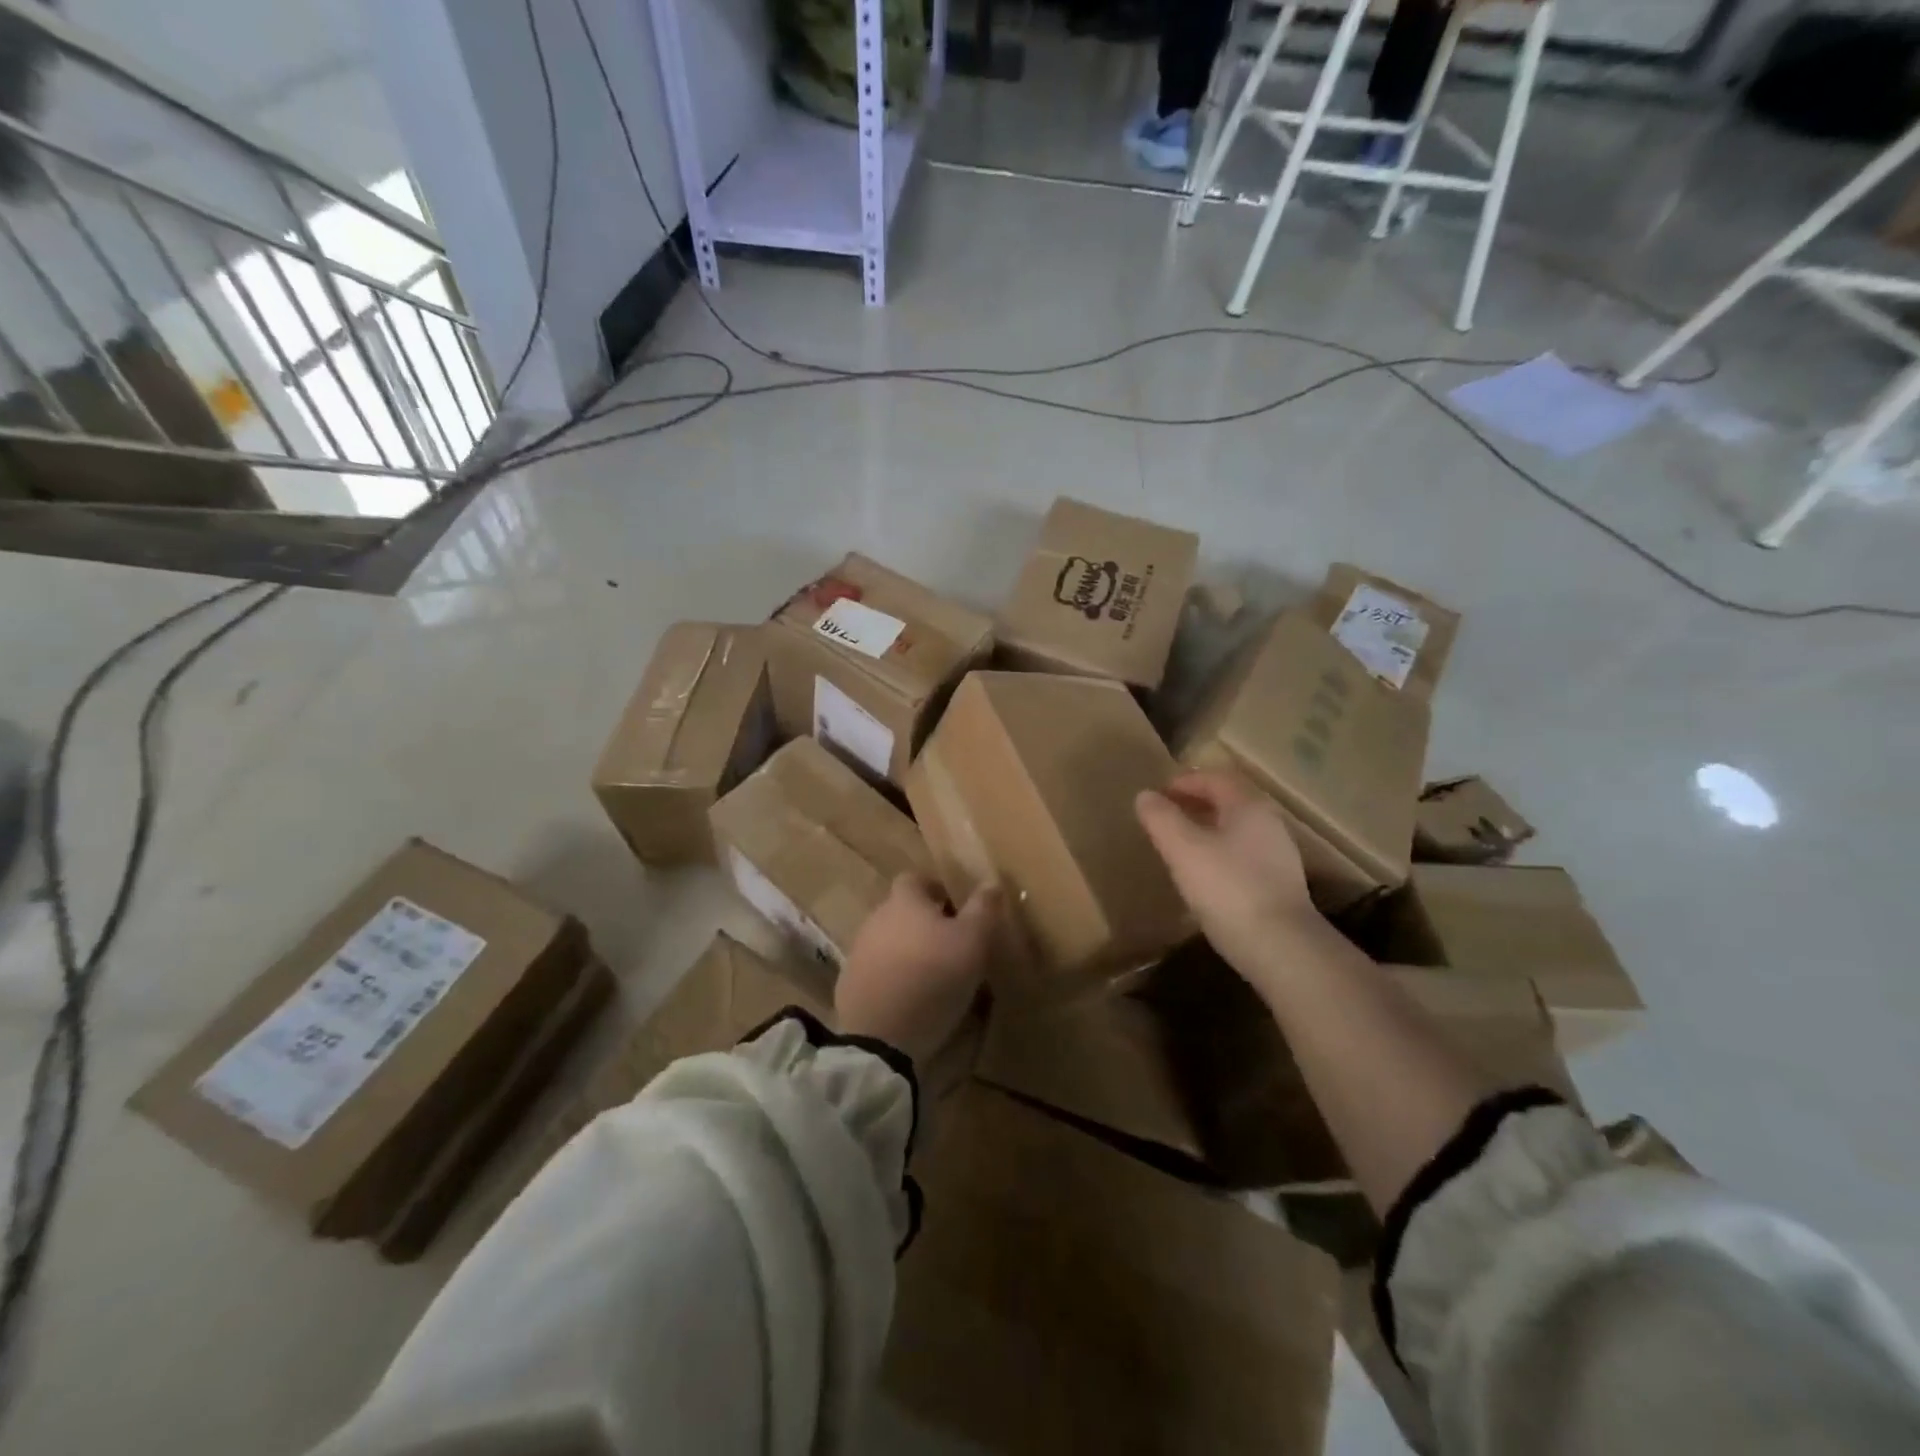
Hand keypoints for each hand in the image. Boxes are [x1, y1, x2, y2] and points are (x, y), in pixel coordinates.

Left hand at [836, 876, 999, 1065]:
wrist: (882, 1037)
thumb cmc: (933, 977)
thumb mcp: (972, 942)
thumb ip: (982, 909)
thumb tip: (991, 882)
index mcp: (904, 902)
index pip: (915, 879)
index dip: (935, 889)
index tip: (956, 908)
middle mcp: (875, 919)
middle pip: (900, 911)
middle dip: (923, 923)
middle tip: (951, 945)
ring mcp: (858, 953)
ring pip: (888, 942)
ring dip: (908, 951)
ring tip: (933, 976)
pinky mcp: (849, 986)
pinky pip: (876, 973)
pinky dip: (893, 979)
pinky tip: (910, 1000)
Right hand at [1135, 771, 1318, 990]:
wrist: (1282, 947)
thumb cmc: (1228, 888)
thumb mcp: (1184, 850)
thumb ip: (1161, 819)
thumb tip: (1145, 796)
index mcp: (1248, 806)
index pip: (1216, 778)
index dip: (1184, 781)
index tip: (1157, 793)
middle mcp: (1269, 824)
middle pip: (1229, 801)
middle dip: (1196, 803)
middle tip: (1165, 815)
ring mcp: (1278, 855)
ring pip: (1237, 830)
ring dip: (1207, 829)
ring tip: (1179, 844)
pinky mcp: (1279, 885)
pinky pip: (1243, 855)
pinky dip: (1219, 853)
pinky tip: (1203, 875)